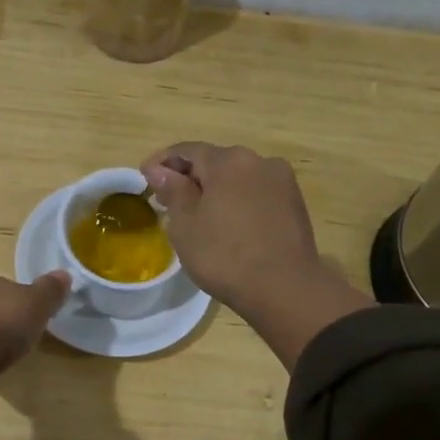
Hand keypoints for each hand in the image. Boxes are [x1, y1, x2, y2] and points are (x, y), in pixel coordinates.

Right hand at [141, 143, 325, 308]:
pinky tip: (229, 226)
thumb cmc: (225, 255)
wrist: (285, 288)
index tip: (145, 177)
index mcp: (229, 160)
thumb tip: (159, 169)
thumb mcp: (186, 225)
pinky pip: (257, 195)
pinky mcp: (295, 204)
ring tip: (200, 217)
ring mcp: (282, 182)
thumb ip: (173, 190)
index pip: (187, 151)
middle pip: (216, 163)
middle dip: (191, 178)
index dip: (162, 162)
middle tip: (169, 201)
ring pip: (238, 179)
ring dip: (217, 191)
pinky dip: (238, 203)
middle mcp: (259, 161)